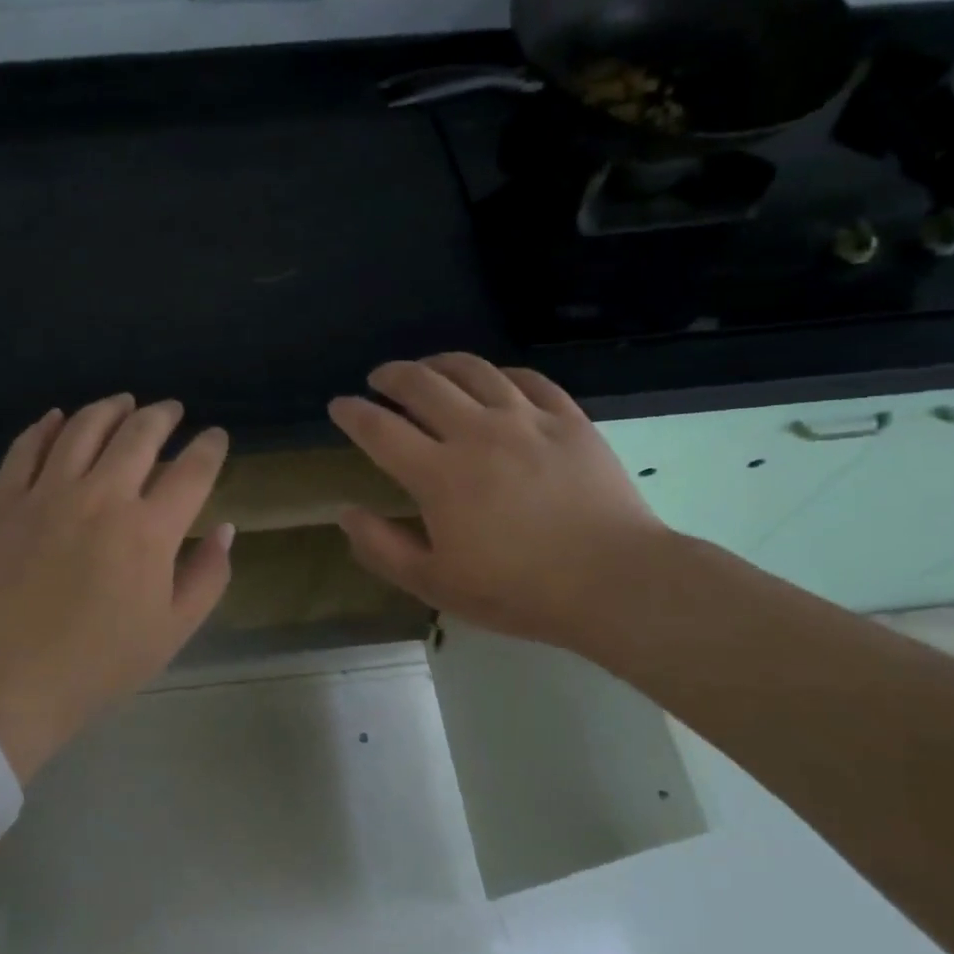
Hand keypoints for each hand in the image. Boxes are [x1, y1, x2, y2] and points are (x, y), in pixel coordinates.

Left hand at [0, 395, 232, 781]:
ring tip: (124, 403)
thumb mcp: (174, 629)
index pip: (193, 469)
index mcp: (150, 529)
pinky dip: (45, 427)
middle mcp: (103, 496)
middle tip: (173, 410)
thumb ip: (208, 575)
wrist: (13, 681)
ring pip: (84, 428)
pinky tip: (58, 418)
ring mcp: (49, 494)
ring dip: (111, 408)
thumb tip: (225, 529)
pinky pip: (26, 449)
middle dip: (164, 415)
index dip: (210, 446)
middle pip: (140, 434)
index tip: (216, 437)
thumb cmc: (102, 661)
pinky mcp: (7, 502)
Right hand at [328, 354, 669, 651]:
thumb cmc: (518, 590)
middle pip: (422, 383)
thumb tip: (347, 513)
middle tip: (379, 379)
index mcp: (438, 474)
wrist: (615, 582)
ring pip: (473, 370)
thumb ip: (383, 548)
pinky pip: (528, 379)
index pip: (380, 429)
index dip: (352, 413)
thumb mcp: (436, 585)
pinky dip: (501, 373)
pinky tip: (495, 380)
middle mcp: (477, 433)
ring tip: (428, 367)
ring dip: (440, 362)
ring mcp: (526, 419)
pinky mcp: (568, 419)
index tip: (339, 406)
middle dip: (391, 375)